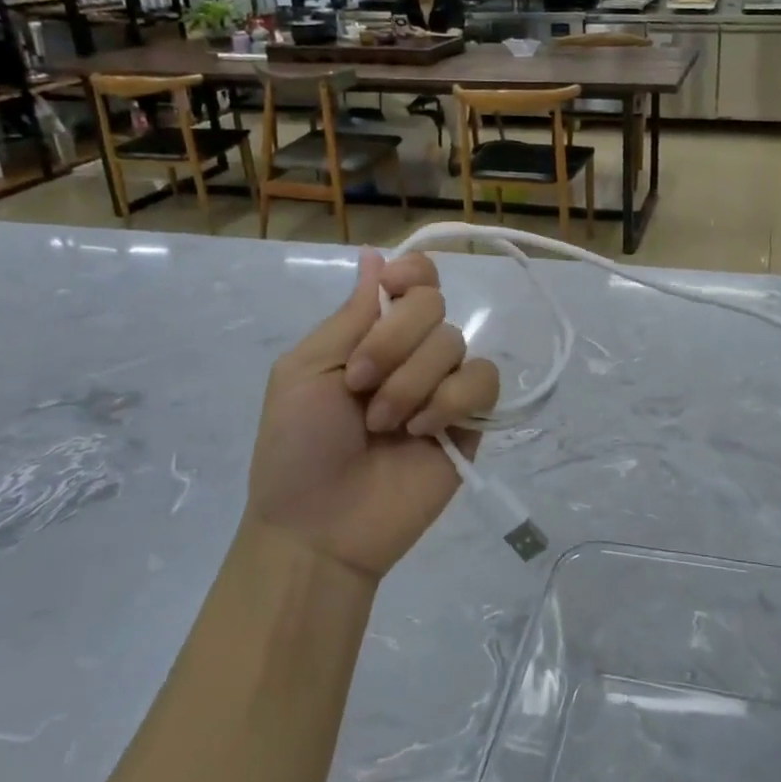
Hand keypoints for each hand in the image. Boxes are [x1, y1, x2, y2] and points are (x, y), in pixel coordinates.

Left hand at [250, 250, 500, 581]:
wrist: (320, 527)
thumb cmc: (296, 447)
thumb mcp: (304, 371)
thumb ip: (350, 315)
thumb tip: (375, 254)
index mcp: (371, 333)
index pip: (414, 277)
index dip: (411, 274)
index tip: (390, 292)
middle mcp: (412, 351)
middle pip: (434, 303)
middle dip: (394, 341)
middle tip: (359, 384)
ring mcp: (443, 385)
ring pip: (455, 343)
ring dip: (413, 382)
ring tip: (384, 425)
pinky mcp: (470, 420)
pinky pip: (483, 381)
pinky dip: (451, 400)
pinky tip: (422, 431)